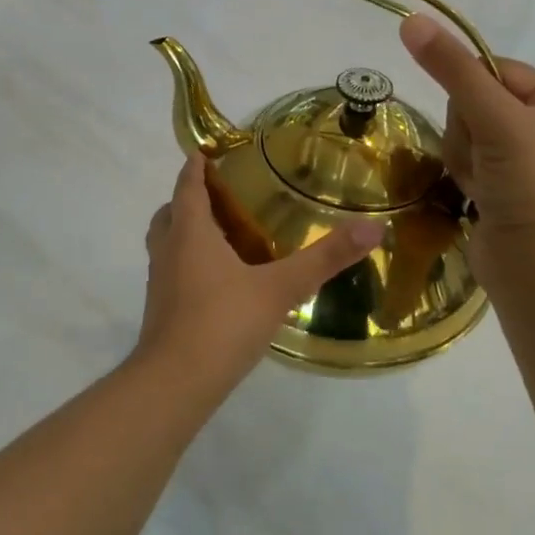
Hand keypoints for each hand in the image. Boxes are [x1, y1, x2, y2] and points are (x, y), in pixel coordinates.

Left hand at [137, 153, 382, 395]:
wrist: (175, 383)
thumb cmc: (223, 322)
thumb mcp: (280, 288)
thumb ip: (325, 258)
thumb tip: (374, 228)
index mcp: (190, 232)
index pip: (187, 185)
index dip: (195, 166)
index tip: (207, 151)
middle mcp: (168, 250)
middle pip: (170, 212)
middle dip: (189, 198)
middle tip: (220, 195)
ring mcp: (160, 282)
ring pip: (166, 242)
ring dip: (185, 231)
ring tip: (221, 235)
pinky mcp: (160, 310)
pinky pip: (172, 271)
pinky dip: (188, 262)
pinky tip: (218, 281)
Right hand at [399, 13, 534, 295]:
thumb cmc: (528, 184)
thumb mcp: (493, 118)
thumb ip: (452, 69)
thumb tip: (412, 19)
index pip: (491, 68)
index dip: (470, 90)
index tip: (476, 120)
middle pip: (473, 101)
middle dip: (466, 130)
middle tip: (485, 157)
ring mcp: (521, 158)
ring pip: (463, 132)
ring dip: (463, 156)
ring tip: (481, 183)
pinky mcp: (503, 185)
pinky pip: (465, 160)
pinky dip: (465, 175)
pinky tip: (477, 195)